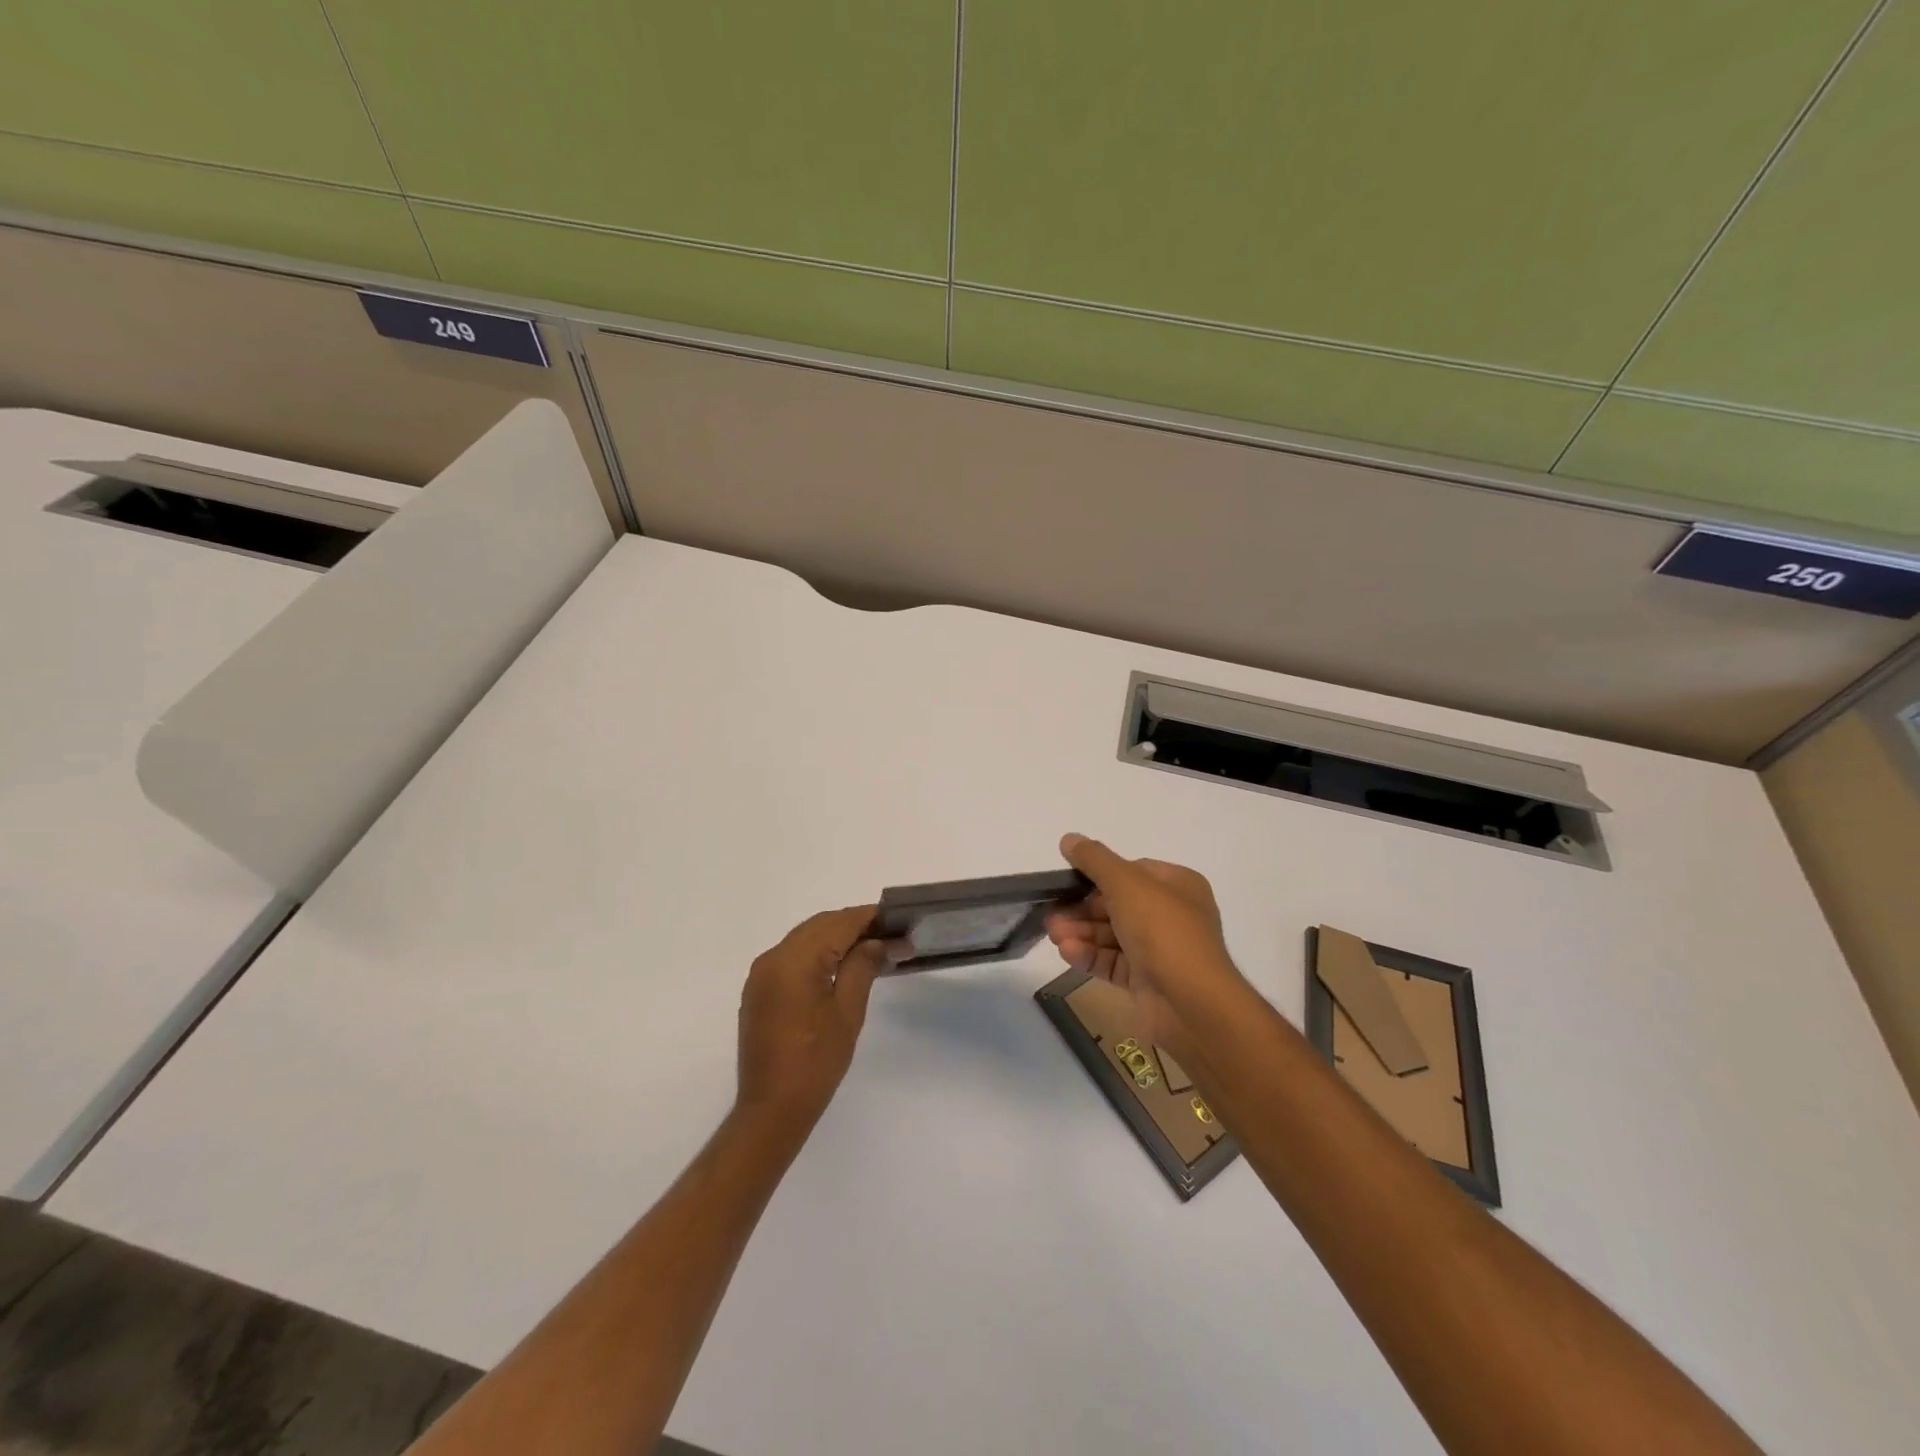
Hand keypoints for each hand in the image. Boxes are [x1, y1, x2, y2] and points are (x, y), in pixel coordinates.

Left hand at [736, 906, 891, 1132]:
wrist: (771, 1109)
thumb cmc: (815, 1062)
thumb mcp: (847, 1012)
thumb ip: (862, 967)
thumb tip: (877, 942)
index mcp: (794, 960)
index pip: (838, 924)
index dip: (869, 918)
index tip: (897, 920)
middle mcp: (773, 958)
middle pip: (819, 925)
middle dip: (854, 925)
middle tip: (889, 935)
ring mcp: (762, 974)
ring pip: (805, 938)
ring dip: (836, 937)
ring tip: (871, 949)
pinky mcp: (759, 990)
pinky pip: (792, 956)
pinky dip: (817, 953)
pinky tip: (840, 966)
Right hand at [1045, 834, 1251, 1054]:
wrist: (1191, 1003)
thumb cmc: (1163, 930)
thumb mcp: (1126, 883)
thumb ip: (1094, 860)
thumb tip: (1069, 839)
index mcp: (1178, 885)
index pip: (1132, 872)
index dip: (1099, 875)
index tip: (1069, 880)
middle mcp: (1171, 915)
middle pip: (1117, 904)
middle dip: (1081, 908)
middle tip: (1052, 913)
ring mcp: (1160, 951)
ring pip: (1111, 934)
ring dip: (1081, 931)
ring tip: (1053, 934)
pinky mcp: (1146, 981)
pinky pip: (1113, 962)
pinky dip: (1090, 955)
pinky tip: (1067, 952)